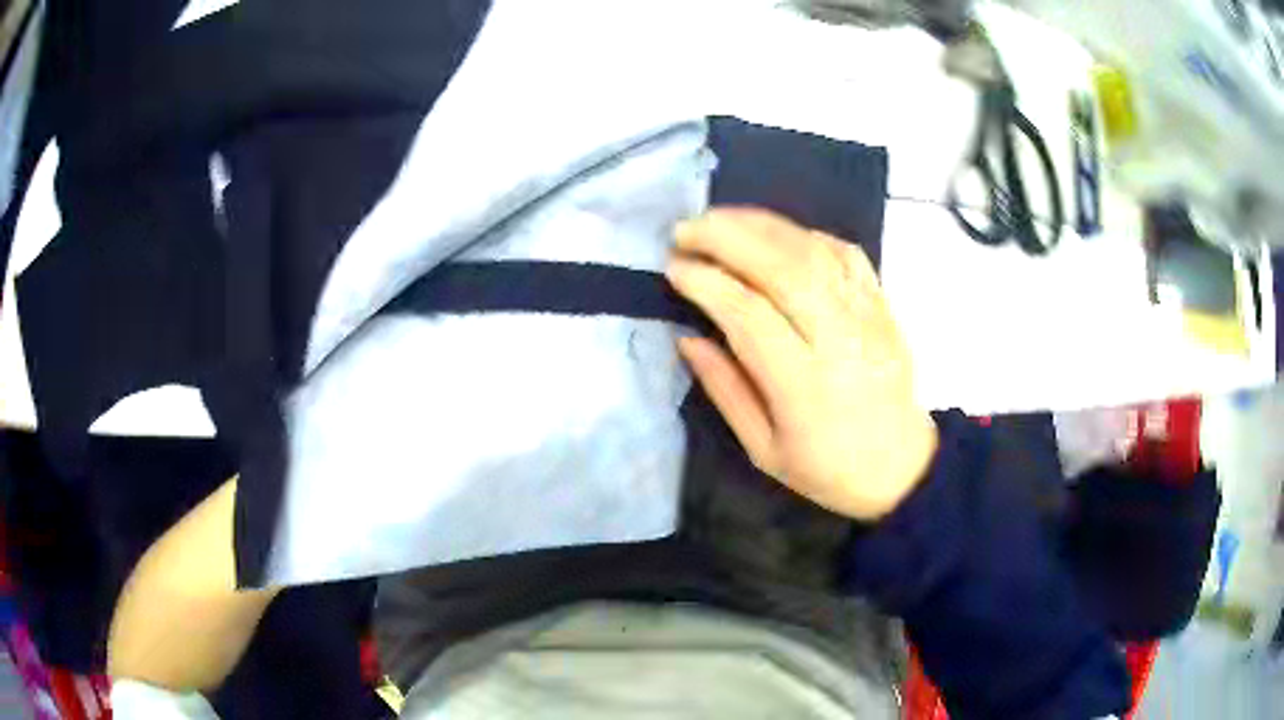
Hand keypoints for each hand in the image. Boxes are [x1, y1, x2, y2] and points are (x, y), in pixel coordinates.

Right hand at [667, 208, 936, 520]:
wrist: (901, 466)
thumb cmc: (827, 469)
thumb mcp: (763, 450)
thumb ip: (724, 389)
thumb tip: (686, 336)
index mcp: (806, 387)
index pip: (750, 315)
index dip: (708, 283)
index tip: (674, 269)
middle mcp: (840, 341)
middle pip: (783, 268)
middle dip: (727, 238)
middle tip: (686, 230)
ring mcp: (867, 316)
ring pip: (813, 251)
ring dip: (760, 226)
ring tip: (718, 220)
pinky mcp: (882, 305)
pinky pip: (845, 253)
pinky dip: (804, 234)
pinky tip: (774, 234)